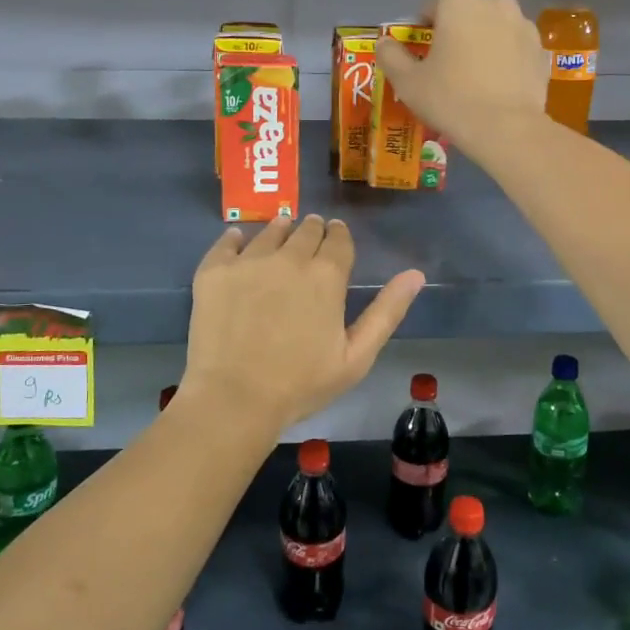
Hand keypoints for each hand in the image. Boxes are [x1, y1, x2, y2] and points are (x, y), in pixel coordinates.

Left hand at [180, 216, 424, 440]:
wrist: (235, 399)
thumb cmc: (302, 384)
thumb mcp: (357, 356)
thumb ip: (387, 311)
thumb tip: (416, 274)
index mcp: (327, 275)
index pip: (338, 239)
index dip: (339, 236)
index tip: (336, 237)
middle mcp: (289, 257)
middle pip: (305, 230)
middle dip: (312, 231)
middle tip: (310, 238)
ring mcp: (248, 261)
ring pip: (269, 231)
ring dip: (280, 230)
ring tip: (280, 234)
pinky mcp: (214, 271)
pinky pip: (226, 241)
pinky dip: (236, 239)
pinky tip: (238, 242)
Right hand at [374, 0, 548, 156]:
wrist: (506, 129)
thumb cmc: (450, 98)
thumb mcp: (407, 81)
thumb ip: (391, 56)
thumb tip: (384, 43)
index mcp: (459, 0)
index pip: (431, 6)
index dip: (422, 31)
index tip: (421, 57)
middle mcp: (495, 1)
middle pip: (466, 14)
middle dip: (456, 34)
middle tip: (447, 68)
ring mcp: (524, 24)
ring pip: (493, 30)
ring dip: (482, 45)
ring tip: (475, 80)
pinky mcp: (541, 50)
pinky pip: (514, 50)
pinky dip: (505, 61)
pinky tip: (497, 88)